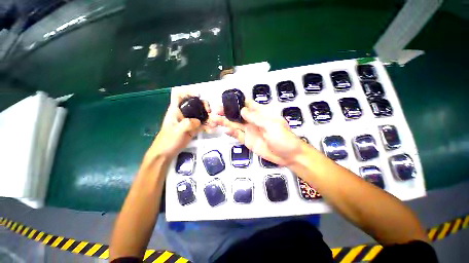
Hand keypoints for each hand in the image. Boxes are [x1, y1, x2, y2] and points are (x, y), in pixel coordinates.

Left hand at [146, 91, 216, 160]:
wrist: (167, 153)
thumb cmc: (168, 140)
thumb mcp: (177, 130)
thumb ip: (188, 123)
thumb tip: (199, 122)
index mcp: (175, 110)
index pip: (179, 95)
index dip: (188, 92)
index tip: (198, 95)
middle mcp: (184, 113)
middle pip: (195, 103)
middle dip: (203, 105)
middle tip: (209, 111)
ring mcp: (190, 121)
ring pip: (201, 114)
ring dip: (209, 117)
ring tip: (213, 123)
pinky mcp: (194, 128)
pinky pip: (203, 124)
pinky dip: (208, 126)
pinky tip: (211, 130)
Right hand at [216, 99, 303, 165]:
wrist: (288, 156)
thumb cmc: (283, 138)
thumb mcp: (272, 125)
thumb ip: (256, 118)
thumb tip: (242, 110)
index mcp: (261, 113)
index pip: (247, 104)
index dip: (236, 101)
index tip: (225, 100)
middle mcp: (253, 120)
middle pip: (238, 114)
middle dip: (226, 111)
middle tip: (215, 110)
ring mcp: (249, 131)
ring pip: (235, 124)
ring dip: (225, 121)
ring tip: (214, 119)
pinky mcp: (247, 140)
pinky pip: (238, 135)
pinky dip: (231, 132)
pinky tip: (225, 130)